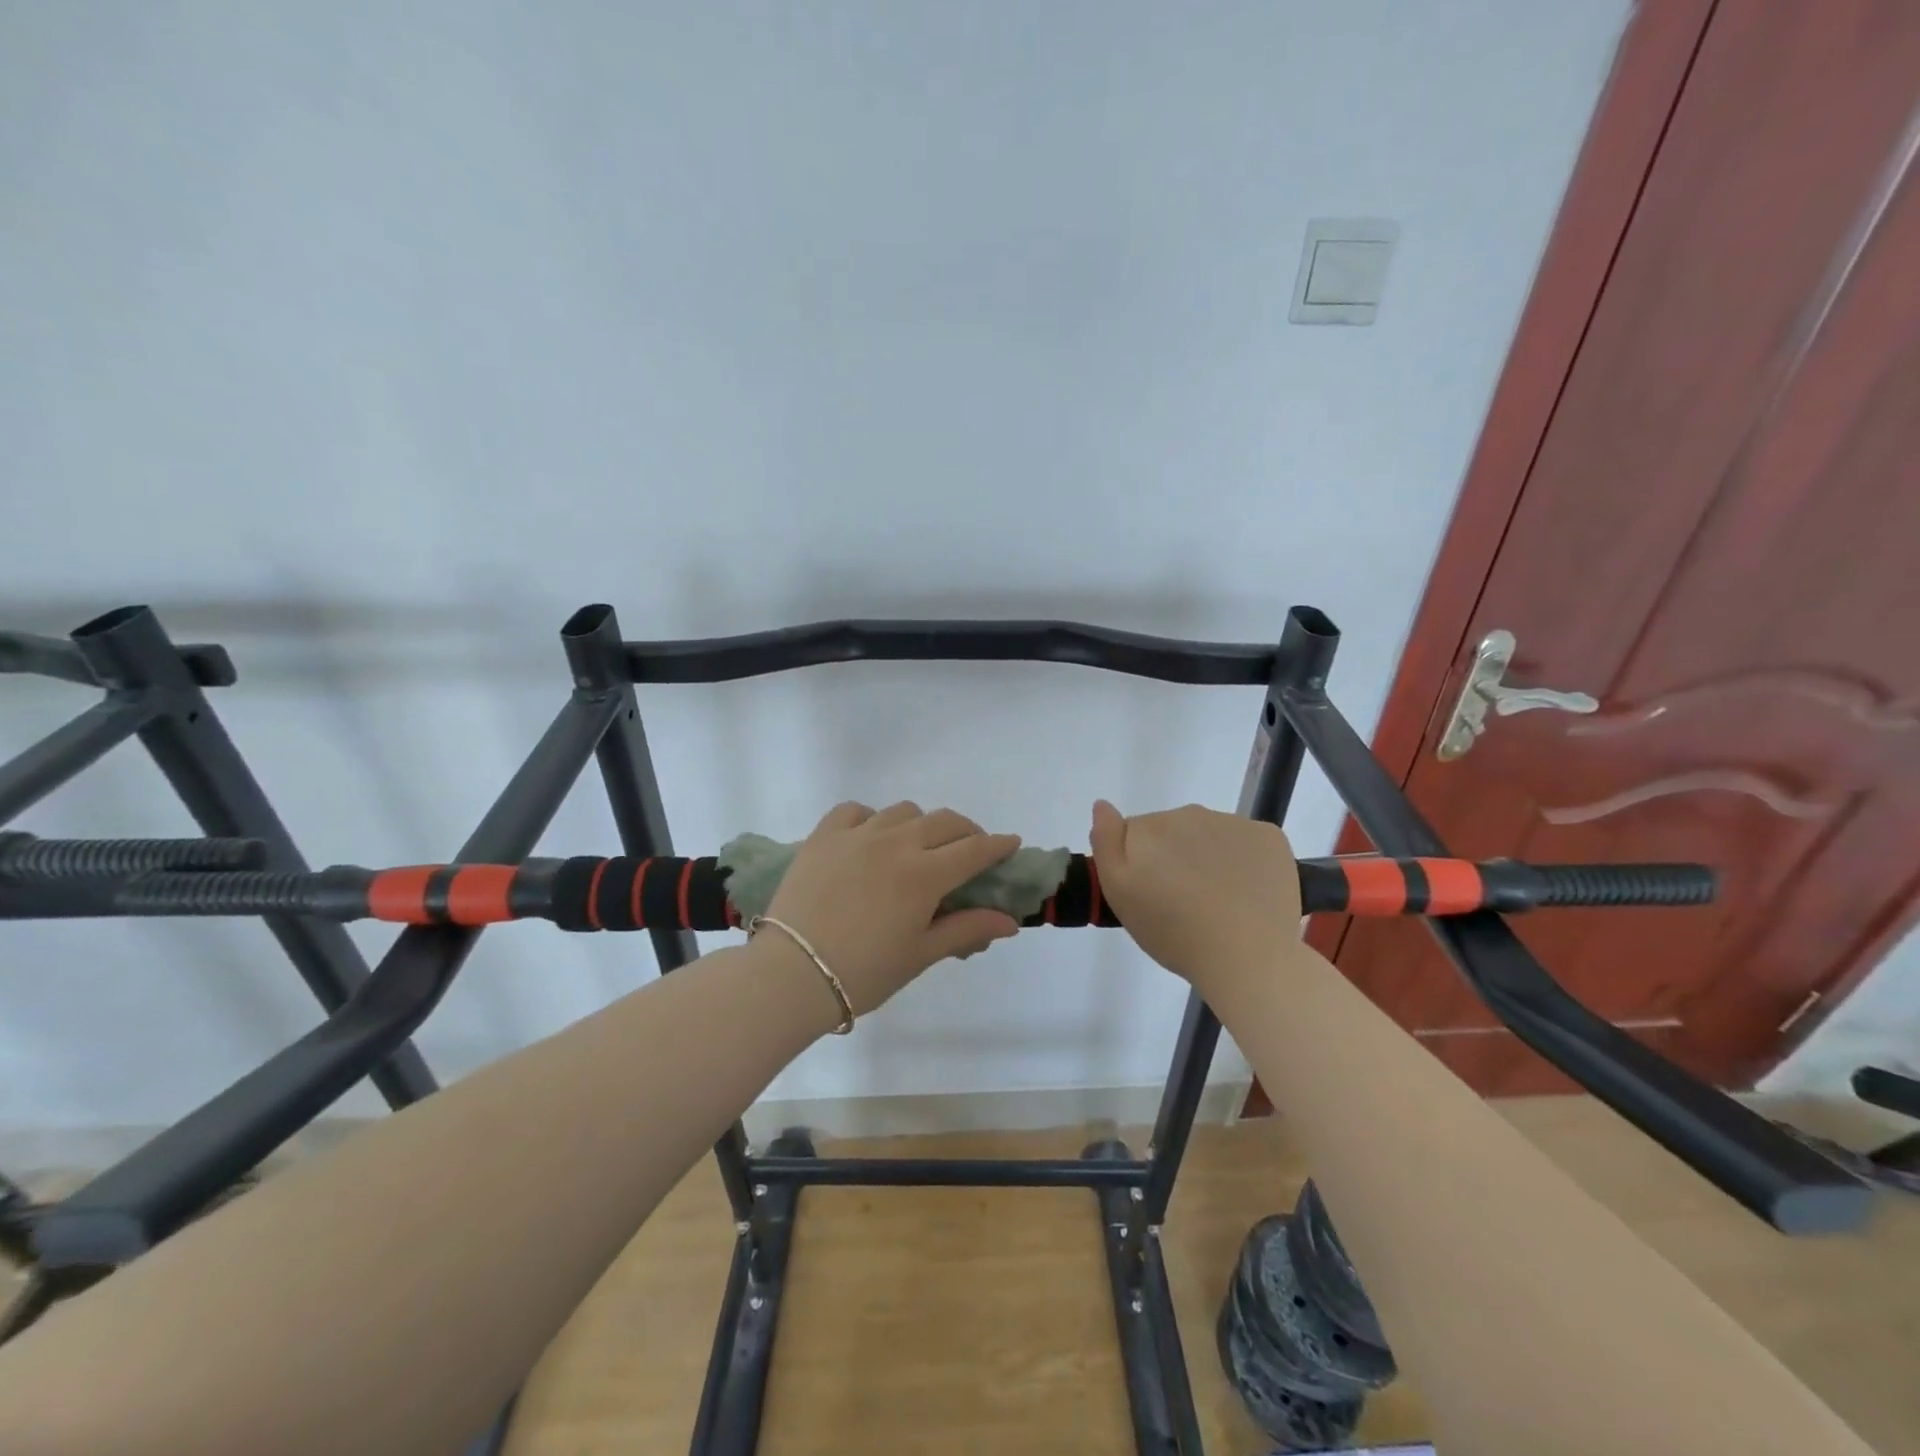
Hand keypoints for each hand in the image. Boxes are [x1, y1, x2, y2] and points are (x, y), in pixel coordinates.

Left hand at [761, 801, 1022, 1016]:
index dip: (998, 846)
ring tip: (918, 846)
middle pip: (945, 822)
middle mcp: (896, 843)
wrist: (791, 975)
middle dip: (966, 832)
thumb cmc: (864, 973)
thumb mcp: (921, 954)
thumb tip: (1010, 922)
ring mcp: (857, 835)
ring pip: (903, 811)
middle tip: (969, 850)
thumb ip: (966, 930)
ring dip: (921, 824)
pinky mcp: (823, 836)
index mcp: (924, 875)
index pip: (974, 850)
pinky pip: (854, 810)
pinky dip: (871, 818)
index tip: (1010, 844)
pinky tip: (870, 837)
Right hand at [1088, 800, 1303, 998]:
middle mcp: (1191, 813)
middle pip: (1173, 831)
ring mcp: (1234, 823)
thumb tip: (1102, 804)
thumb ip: (1105, 842)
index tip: (1149, 893)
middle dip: (1172, 857)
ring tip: (1216, 902)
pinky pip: (1247, 842)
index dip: (1138, 863)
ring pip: (1210, 836)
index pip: (1134, 833)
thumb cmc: (1173, 932)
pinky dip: (1244, 860)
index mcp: (1150, 827)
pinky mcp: (1270, 838)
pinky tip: (1246, 892)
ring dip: (1207, 858)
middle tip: (1180, 902)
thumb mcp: (1119, 894)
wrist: (1247, 957)